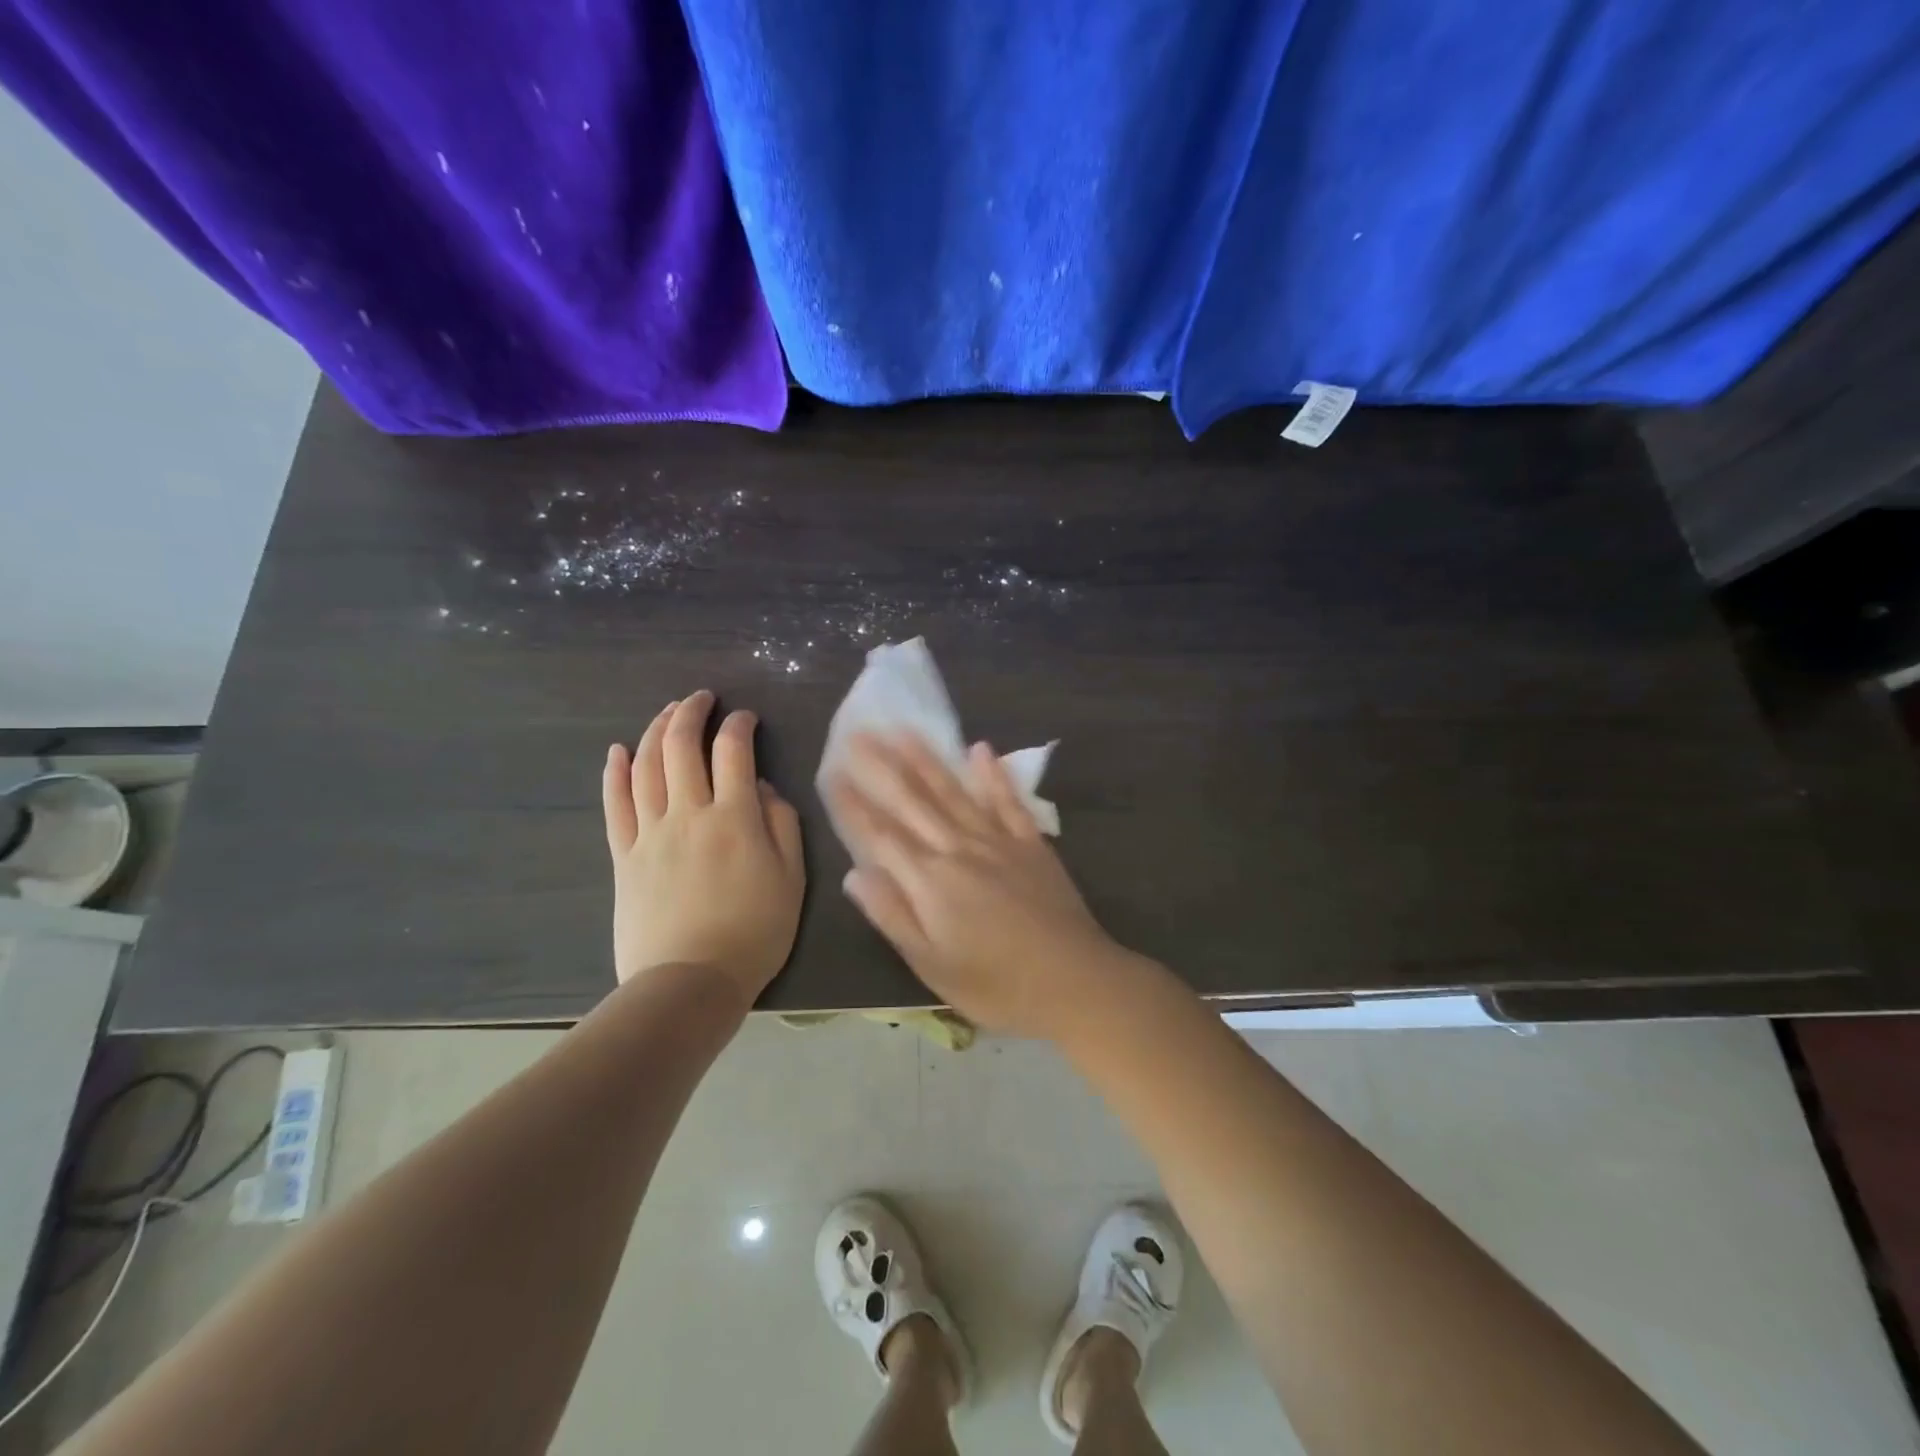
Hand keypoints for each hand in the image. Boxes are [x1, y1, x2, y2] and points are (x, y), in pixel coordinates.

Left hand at [602, 691, 804, 1002]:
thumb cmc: (754, 933)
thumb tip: (764, 788)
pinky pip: (615, 805)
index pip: (734, 752)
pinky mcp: (623, 856)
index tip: (746, 717)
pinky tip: (619, 751)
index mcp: (735, 818)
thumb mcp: (792, 880)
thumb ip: (783, 826)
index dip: (739, 725)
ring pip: (647, 766)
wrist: (690, 983)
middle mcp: (689, 813)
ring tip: (668, 712)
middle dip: (692, 713)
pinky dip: (616, 773)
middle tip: (701, 698)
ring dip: (656, 730)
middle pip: (682, 747)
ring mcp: (650, 833)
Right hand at [826, 733, 1124, 1038]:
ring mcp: (999, 841)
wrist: (1076, 982)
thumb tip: (854, 874)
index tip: (832, 771)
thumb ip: (893, 915)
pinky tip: (981, 749)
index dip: (854, 804)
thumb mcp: (933, 966)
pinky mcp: (1031, 843)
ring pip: (954, 791)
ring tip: (904, 730)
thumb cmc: (997, 985)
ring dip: (927, 759)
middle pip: (913, 801)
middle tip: (859, 732)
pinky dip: (993, 775)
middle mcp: (959, 849)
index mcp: (930, 881)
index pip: (880, 834)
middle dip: (882, 766)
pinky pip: (1008, 801)